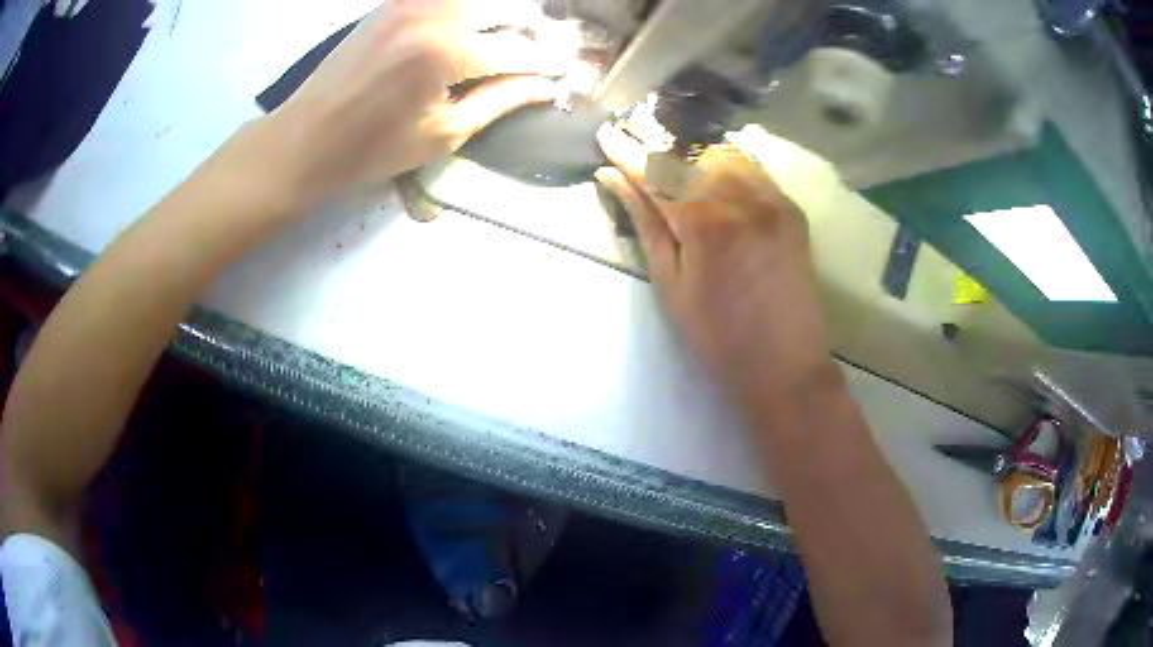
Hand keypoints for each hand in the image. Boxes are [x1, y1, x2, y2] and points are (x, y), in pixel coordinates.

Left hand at [266, 0, 565, 203]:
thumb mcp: (443, 134)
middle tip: (534, 59)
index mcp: (448, 51)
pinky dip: (467, 11)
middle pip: (508, 9)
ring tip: (503, 45)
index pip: (520, 49)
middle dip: (531, 33)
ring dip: (501, 17)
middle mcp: (435, 12)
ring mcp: (412, 1)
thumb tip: (546, 87)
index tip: (563, 74)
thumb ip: (500, 102)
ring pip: (479, 1)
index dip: (547, 64)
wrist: (305, 137)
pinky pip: (447, 0)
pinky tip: (469, 31)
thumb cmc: (372, 149)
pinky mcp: (394, 1)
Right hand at [595, 125, 836, 408]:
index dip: (628, 151)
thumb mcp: (671, 285)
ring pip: (723, 152)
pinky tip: (708, 156)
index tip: (606, 132)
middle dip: (657, 137)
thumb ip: (645, 224)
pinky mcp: (791, 209)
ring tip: (665, 139)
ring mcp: (773, 199)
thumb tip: (614, 180)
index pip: (657, 172)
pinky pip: (754, 167)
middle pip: (690, 152)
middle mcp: (742, 199)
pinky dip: (726, 156)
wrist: (785, 365)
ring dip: (691, 144)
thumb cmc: (718, 337)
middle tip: (632, 126)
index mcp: (705, 223)